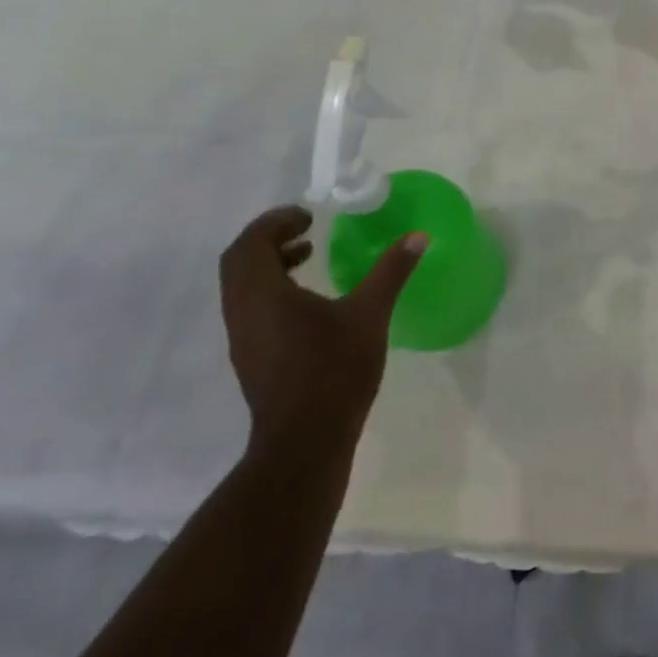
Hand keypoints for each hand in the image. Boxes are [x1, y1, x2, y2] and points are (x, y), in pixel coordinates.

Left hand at [219, 206, 425, 446]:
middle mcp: (242, 312)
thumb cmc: (334, 370)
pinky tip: (308, 300)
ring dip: (268, 263)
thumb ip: (391, 271)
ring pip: (242, 286)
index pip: (250, 244)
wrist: (304, 441)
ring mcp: (243, 338)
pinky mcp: (251, 357)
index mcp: (263, 295)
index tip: (308, 215)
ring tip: (307, 256)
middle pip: (239, 262)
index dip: (275, 221)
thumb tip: (418, 236)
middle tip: (305, 229)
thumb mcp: (370, 314)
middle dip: (268, 238)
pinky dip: (271, 288)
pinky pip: (250, 307)